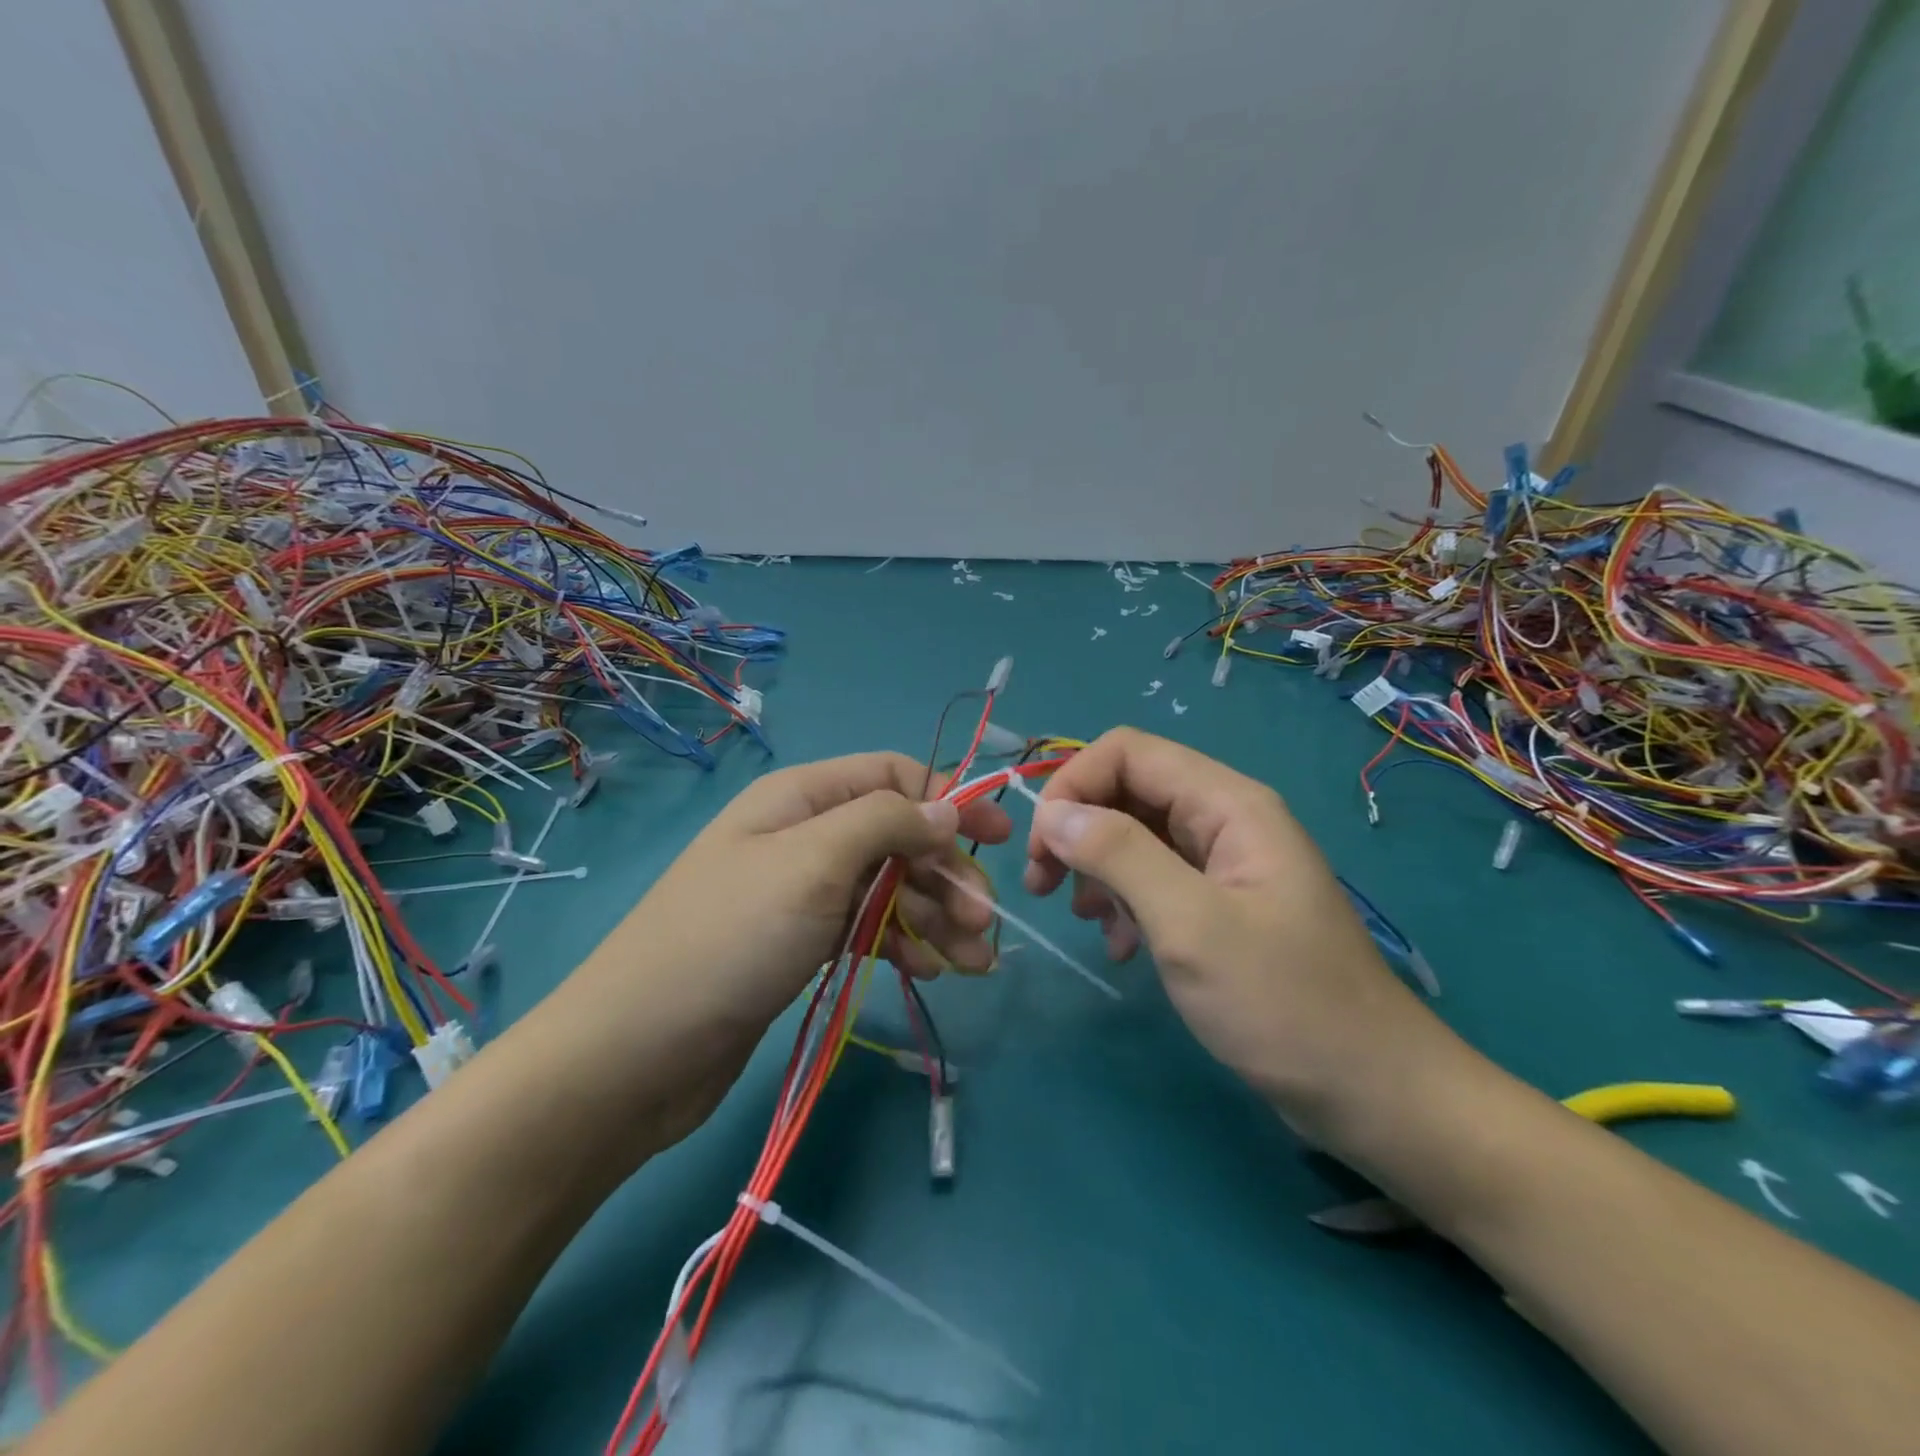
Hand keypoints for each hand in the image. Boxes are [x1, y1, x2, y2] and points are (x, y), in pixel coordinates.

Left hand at [639, 750, 1013, 1025]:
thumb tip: (947, 806)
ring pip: (888, 888)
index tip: (997, 837)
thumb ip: (886, 823)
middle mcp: (805, 836)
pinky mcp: (801, 944)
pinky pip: (867, 930)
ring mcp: (802, 893)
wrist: (637, 1052)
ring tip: (975, 961)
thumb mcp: (813, 862)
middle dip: (946, 873)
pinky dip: (902, 944)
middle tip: (985, 922)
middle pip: (897, 837)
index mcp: (801, 798)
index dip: (949, 799)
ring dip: (935, 917)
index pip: (892, 776)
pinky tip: (930, 971)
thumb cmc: (730, 938)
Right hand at [1022, 728, 1447, 1134]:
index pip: (1128, 752)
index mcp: (1228, 804)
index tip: (1042, 848)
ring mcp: (1225, 864)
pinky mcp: (1221, 905)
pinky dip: (1125, 902)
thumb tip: (1054, 814)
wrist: (1372, 1093)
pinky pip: (1155, 879)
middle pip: (1129, 790)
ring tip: (1086, 920)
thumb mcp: (1190, 924)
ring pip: (1136, 835)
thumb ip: (1119, 855)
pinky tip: (1121, 947)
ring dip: (1097, 868)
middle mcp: (1225, 820)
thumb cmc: (1282, 1004)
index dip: (1075, 785)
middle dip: (1078, 828)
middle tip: (1043, 886)